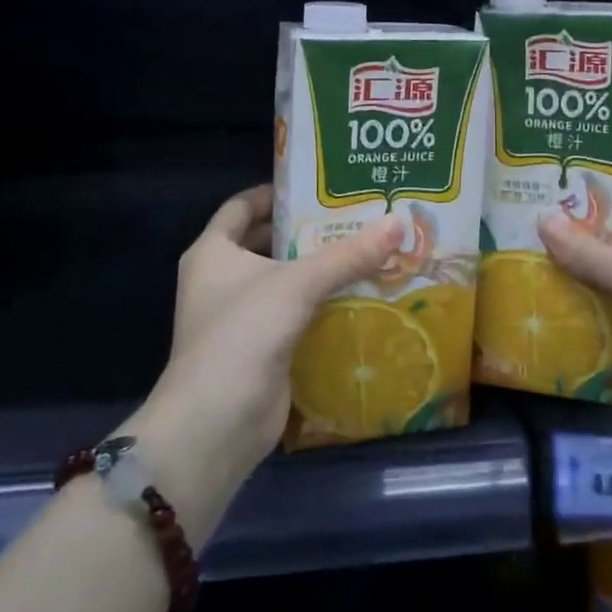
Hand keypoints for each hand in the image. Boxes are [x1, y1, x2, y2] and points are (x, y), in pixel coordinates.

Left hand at [129, 187, 399, 521]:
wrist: (215, 426)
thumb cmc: (242, 335)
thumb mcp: (296, 284)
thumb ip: (348, 254)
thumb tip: (398, 221)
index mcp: (213, 252)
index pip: (242, 206)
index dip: (276, 192)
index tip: (318, 185)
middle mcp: (222, 279)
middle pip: (267, 242)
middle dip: (307, 231)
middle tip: (356, 216)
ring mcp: (241, 317)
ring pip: (285, 280)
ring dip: (319, 269)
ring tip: (368, 250)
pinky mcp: (262, 348)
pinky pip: (296, 314)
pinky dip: (322, 304)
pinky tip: (361, 295)